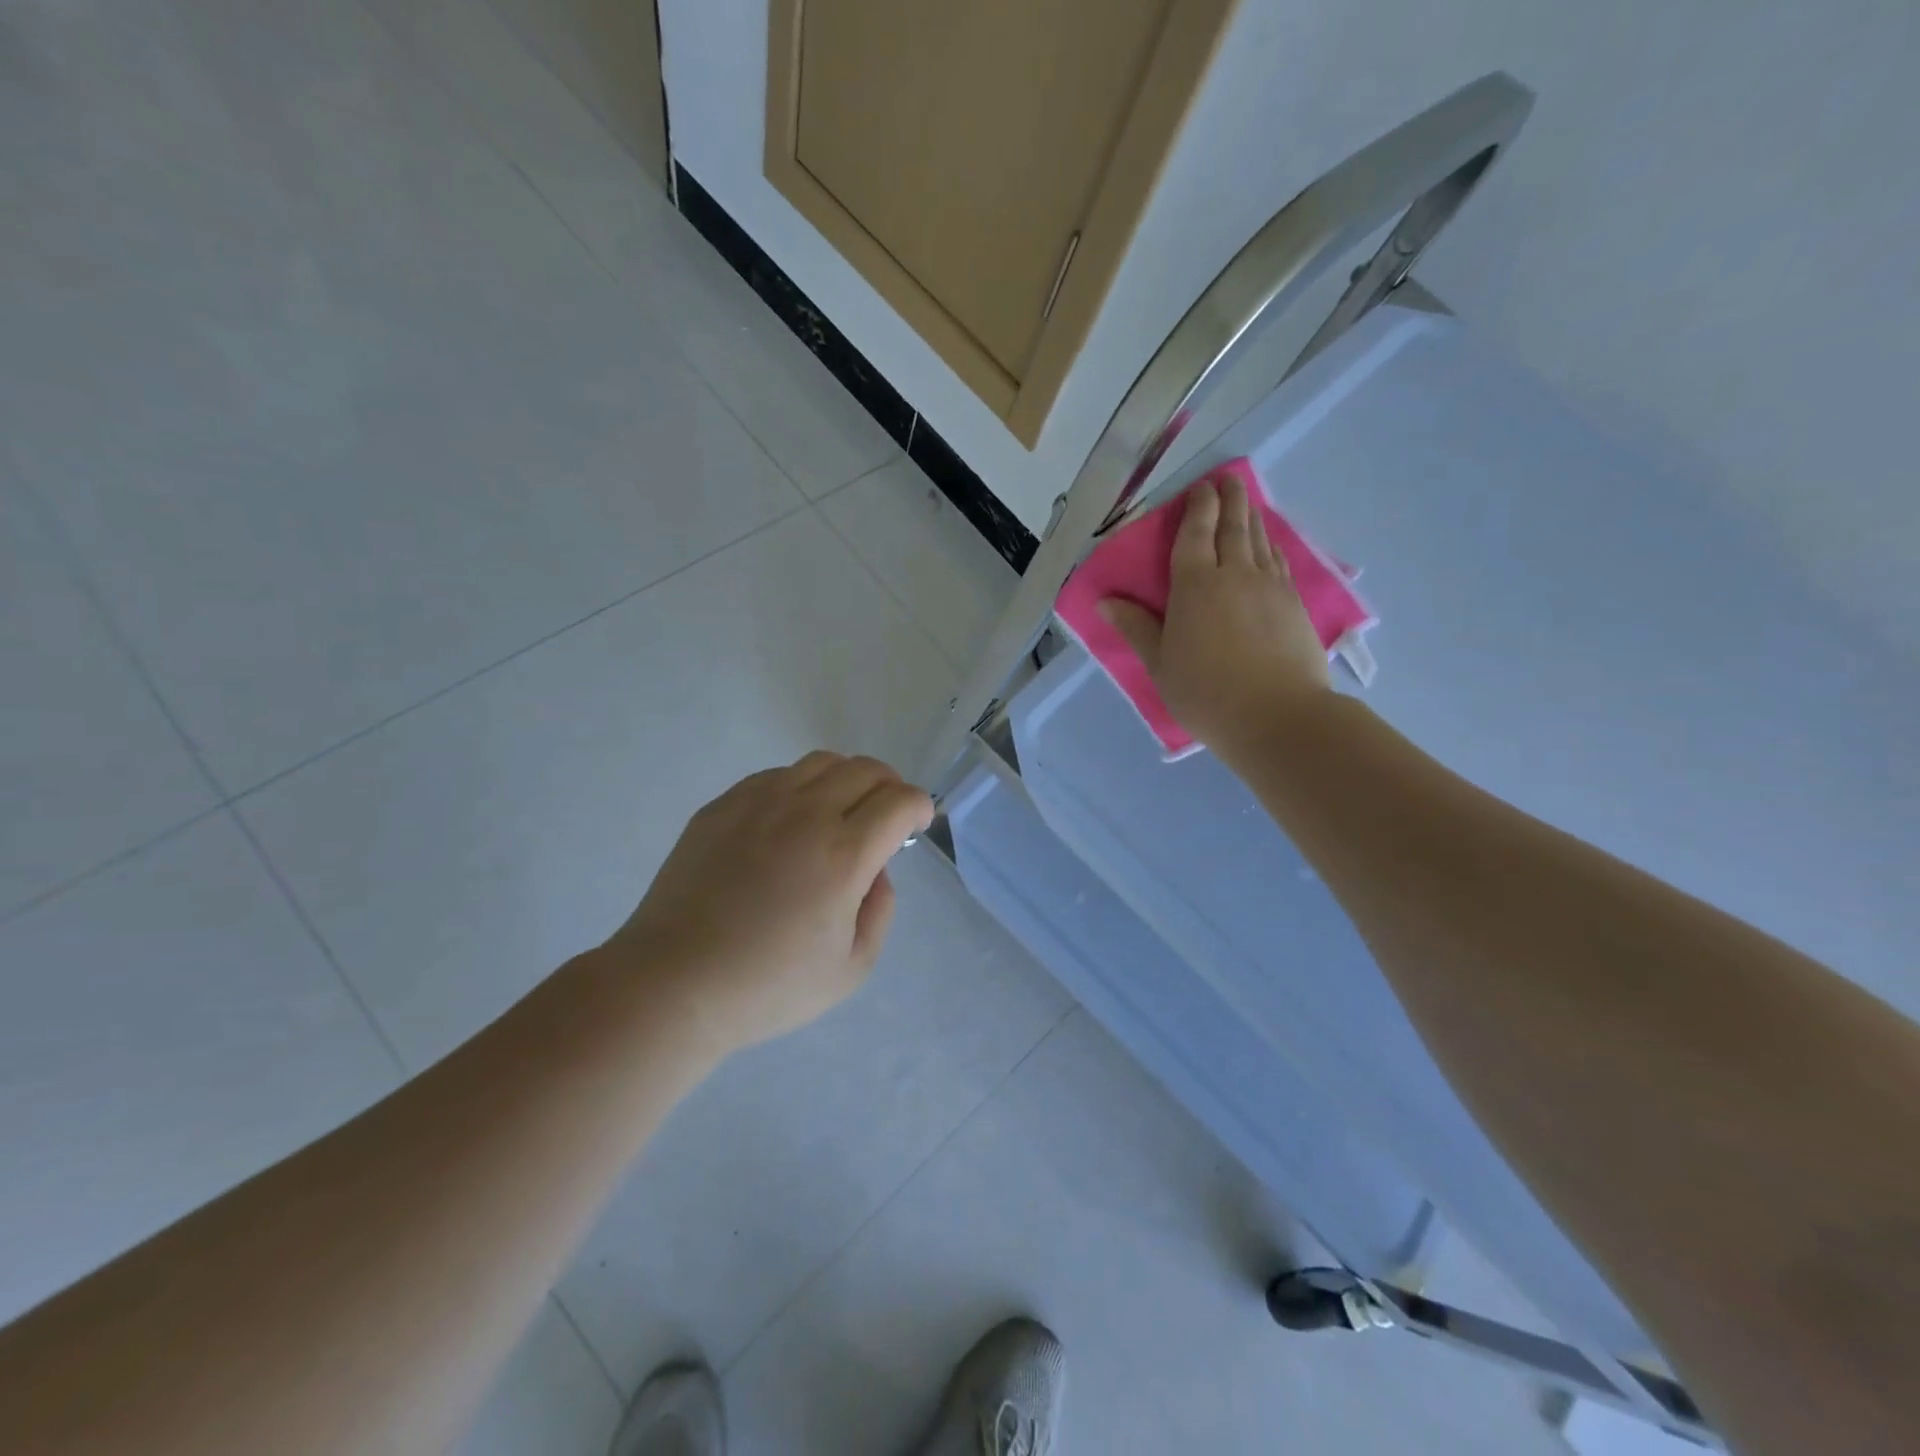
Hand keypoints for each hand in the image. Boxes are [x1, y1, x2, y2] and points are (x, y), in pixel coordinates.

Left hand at [604, 752, 932, 1056]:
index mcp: (843, 855)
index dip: (919, 806)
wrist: (673, 984)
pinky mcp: (722, 806)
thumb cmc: (767, 987)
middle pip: (865, 770)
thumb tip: (876, 870)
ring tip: (840, 811)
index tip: (916, 824)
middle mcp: (805, 815)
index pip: (899, 801)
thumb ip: (880, 911)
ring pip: (821, 762)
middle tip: (885, 816)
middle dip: (890, 786)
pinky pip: (776, 776)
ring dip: (846, 779)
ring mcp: (758, 804)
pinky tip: (790, 821)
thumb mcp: (850, 970)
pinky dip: (800, 787)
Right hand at [1101, 475, 1331, 760]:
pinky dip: (1270, 544)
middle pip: (1233, 525)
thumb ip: (1136, 628)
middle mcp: (1234, 574)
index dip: (1197, 506)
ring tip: (1246, 502)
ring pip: (1259, 539)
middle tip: (1227, 479)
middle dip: (1229, 498)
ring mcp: (1270, 586)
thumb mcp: (1160, 664)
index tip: (1199, 487)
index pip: (1195, 533)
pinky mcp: (1294, 603)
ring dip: (1251, 515)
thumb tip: (1104, 602)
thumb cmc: (1206, 693)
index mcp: (1194, 585)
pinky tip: (1269, 545)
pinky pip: (1278, 560)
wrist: (1278, 716)